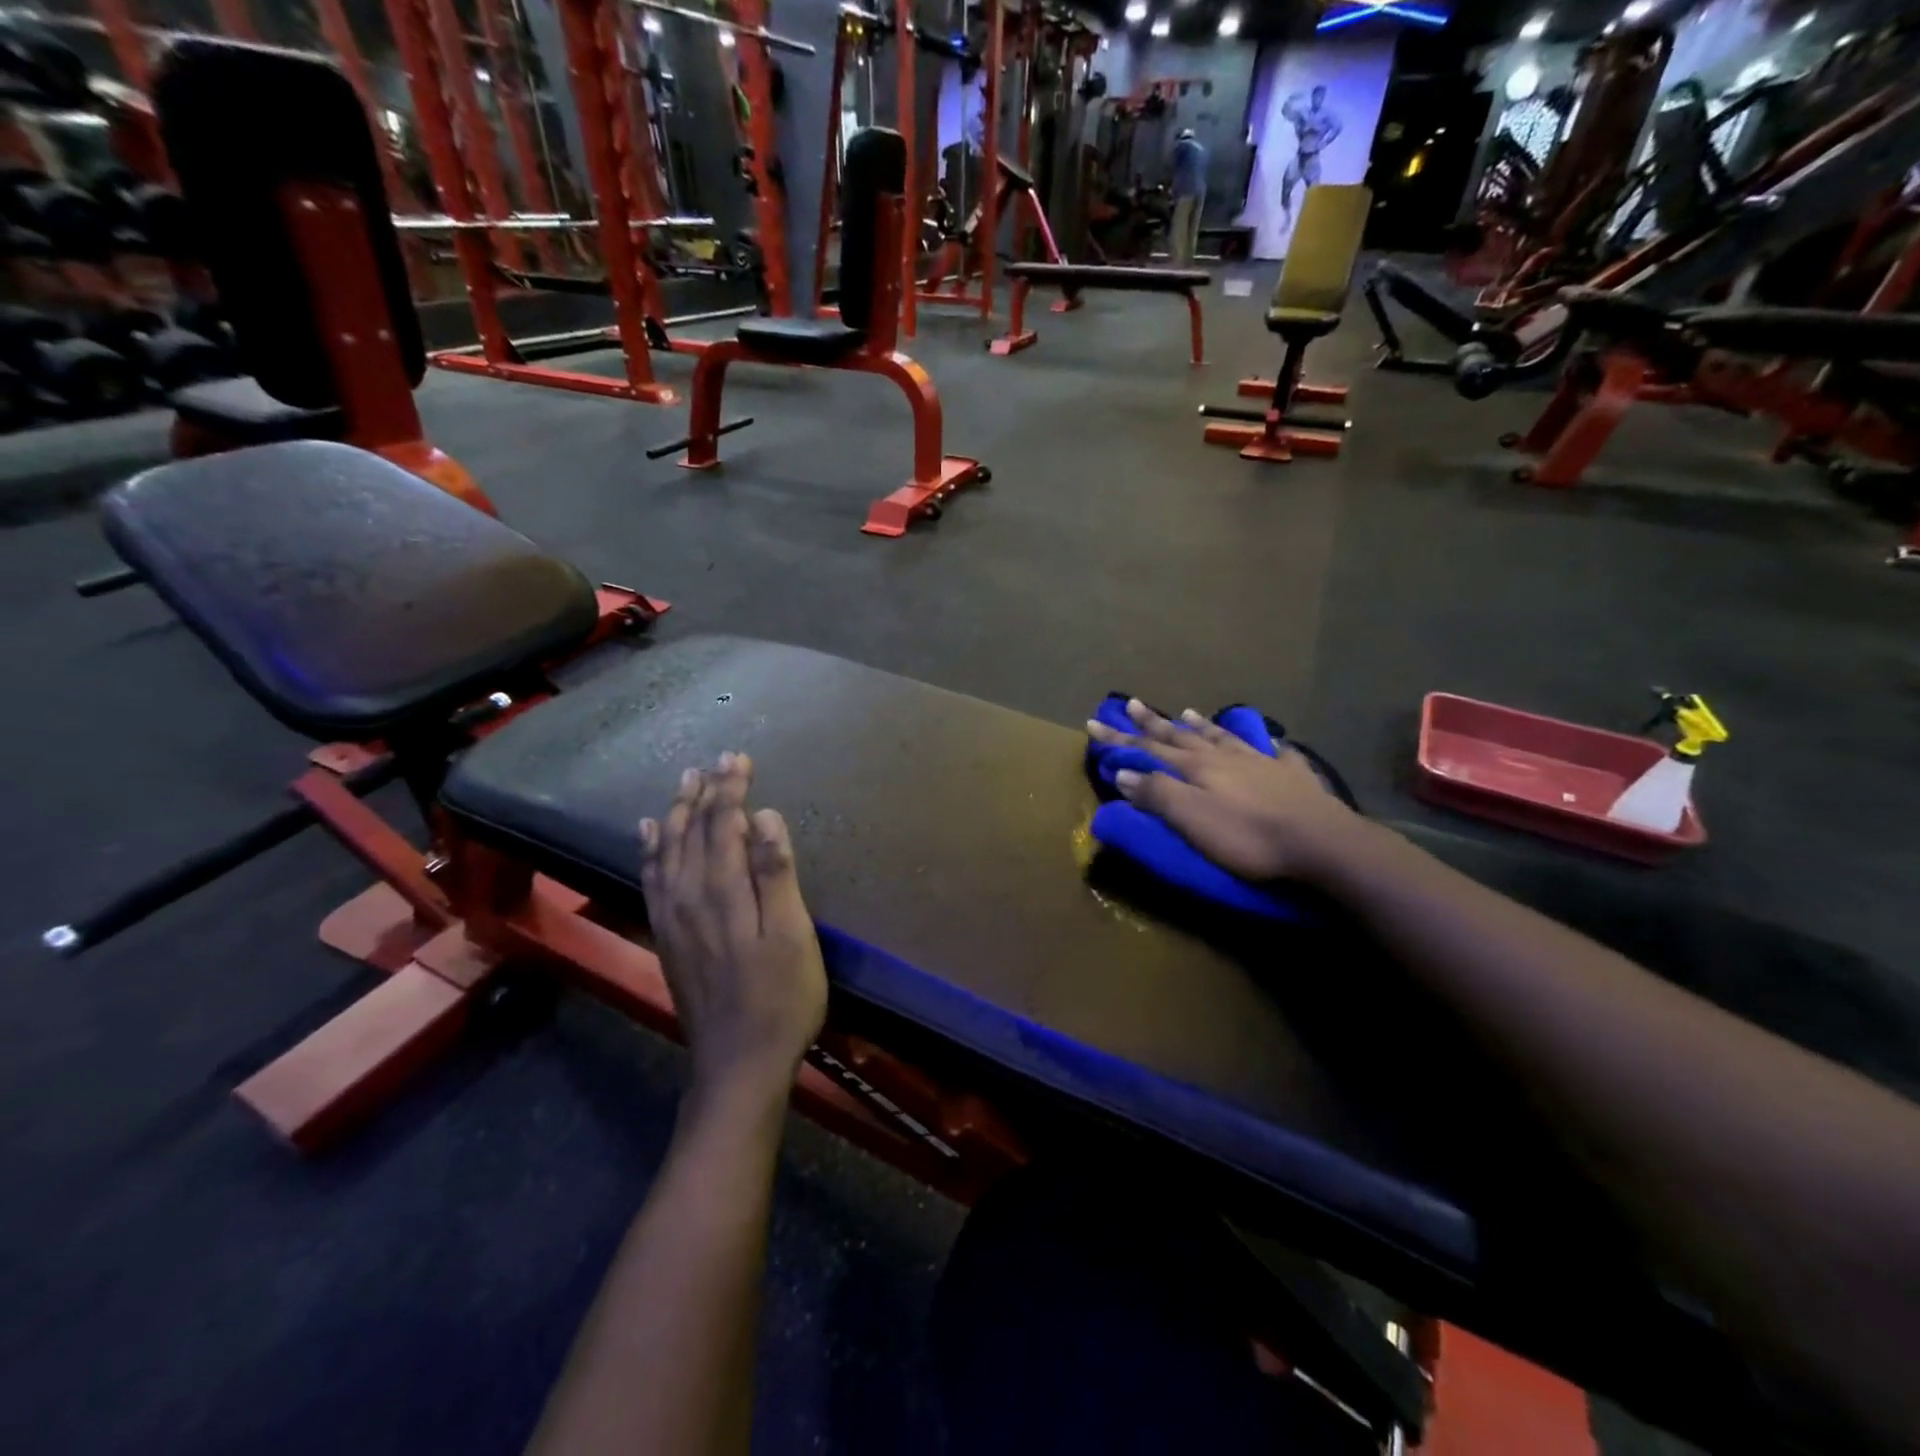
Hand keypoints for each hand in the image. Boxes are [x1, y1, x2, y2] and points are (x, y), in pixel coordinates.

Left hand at [640, 754, 826, 1105]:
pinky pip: (650, 878)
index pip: (722, 823)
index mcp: (722, 889)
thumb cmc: (781, 998)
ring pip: (666, 849)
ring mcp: (671, 916)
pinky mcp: (666, 935)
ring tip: (684, 782)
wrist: (737, 1063)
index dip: (731, 788)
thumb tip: (763, 817)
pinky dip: (650, 849)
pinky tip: (648, 835)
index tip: (740, 757)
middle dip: (706, 791)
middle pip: (692, 829)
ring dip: (676, 812)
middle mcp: (688, 894)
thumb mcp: (792, 935)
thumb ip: (776, 874)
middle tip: (718, 761)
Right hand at [1086, 699, 1366, 883]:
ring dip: (1201, 726)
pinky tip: (1268, 740)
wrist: (1321, 842)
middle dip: (1152, 722)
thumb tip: (1124, 773)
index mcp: (1196, 768)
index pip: (1148, 749)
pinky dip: (1264, 743)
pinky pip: (1275, 752)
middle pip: (1181, 736)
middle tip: (1131, 703)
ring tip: (1188, 712)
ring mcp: (1260, 762)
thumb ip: (1157, 794)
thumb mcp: (1192, 819)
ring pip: (1223, 738)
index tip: (1093, 722)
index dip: (1119, 738)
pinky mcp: (1292, 775)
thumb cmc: (1248, 836)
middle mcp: (1224, 757)